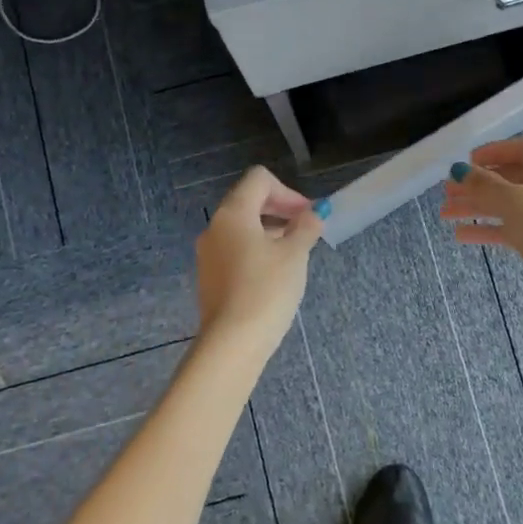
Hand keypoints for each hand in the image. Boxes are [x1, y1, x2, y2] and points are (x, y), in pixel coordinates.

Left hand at [194, 167, 326, 354]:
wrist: (232, 343)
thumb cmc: (266, 290)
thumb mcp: (294, 255)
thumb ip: (306, 228)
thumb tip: (314, 213)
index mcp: (233, 213)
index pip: (259, 180)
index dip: (288, 191)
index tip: (307, 215)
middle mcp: (215, 227)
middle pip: (248, 201)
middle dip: (280, 209)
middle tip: (306, 229)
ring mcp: (208, 253)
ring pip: (241, 228)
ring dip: (269, 230)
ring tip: (294, 253)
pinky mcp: (209, 277)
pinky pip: (234, 250)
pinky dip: (256, 250)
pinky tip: (274, 274)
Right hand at [439, 137, 522, 324]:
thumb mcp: (514, 202)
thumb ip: (484, 185)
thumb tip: (460, 170)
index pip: (522, 148)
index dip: (493, 152)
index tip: (466, 162)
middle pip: (512, 178)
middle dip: (478, 185)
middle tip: (446, 192)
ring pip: (510, 206)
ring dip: (478, 208)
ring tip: (446, 215)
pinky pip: (516, 229)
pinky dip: (491, 229)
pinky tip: (463, 236)